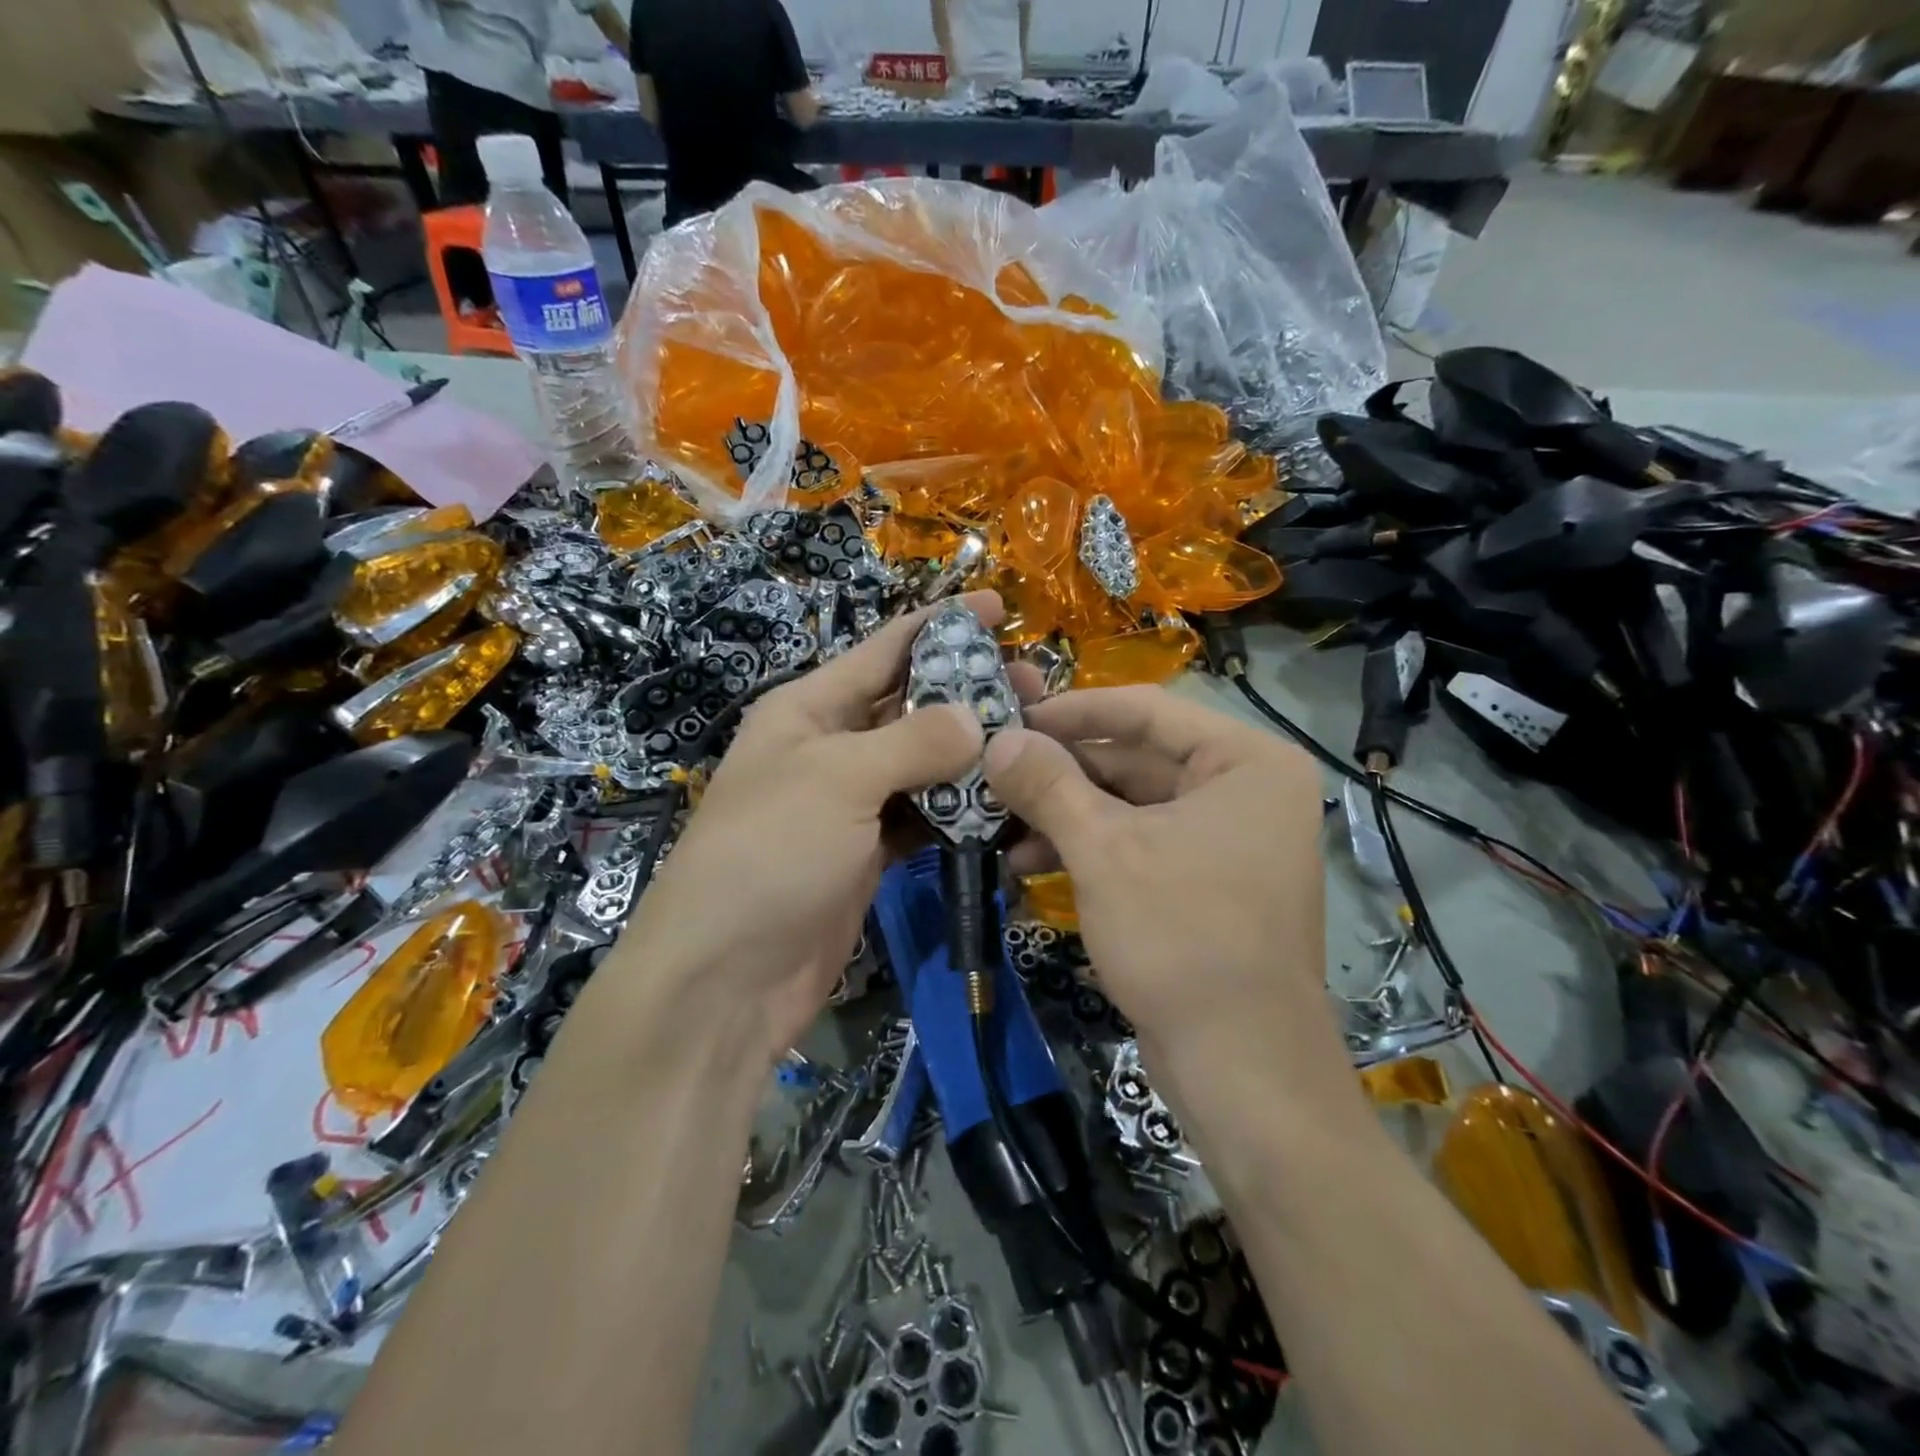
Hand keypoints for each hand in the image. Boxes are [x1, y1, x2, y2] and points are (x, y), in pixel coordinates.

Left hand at [609, 593, 999, 1062]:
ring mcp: (850, 804)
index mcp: (809, 709)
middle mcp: (830, 747)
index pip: (883, 650)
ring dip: (971, 755)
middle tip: (1035, 687)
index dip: (940, 624)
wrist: (726, 975)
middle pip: (911, 705)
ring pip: (923, 765)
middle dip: (968, 692)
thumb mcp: (838, 779)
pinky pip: (922, 818)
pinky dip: (958, 812)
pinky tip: (1004, 805)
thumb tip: (972, 718)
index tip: (998, 607)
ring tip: (1033, 741)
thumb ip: (912, 742)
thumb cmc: (771, 853)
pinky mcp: (868, 854)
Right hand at [985, 686, 1358, 1113]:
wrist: (1242, 1067)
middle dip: (1061, 773)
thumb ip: (1049, 785)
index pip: (1146, 710)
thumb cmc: (1181, 936)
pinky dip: (1089, 849)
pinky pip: (1139, 844)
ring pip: (1131, 805)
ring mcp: (1228, 839)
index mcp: (1246, 761)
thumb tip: (999, 739)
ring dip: (1066, 815)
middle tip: (995, 775)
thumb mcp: (1104, 850)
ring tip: (1001, 827)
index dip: (1072, 711)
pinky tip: (1029, 864)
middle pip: (1136, 758)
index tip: (1011, 716)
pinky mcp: (1206, 882)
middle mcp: (1245, 790)